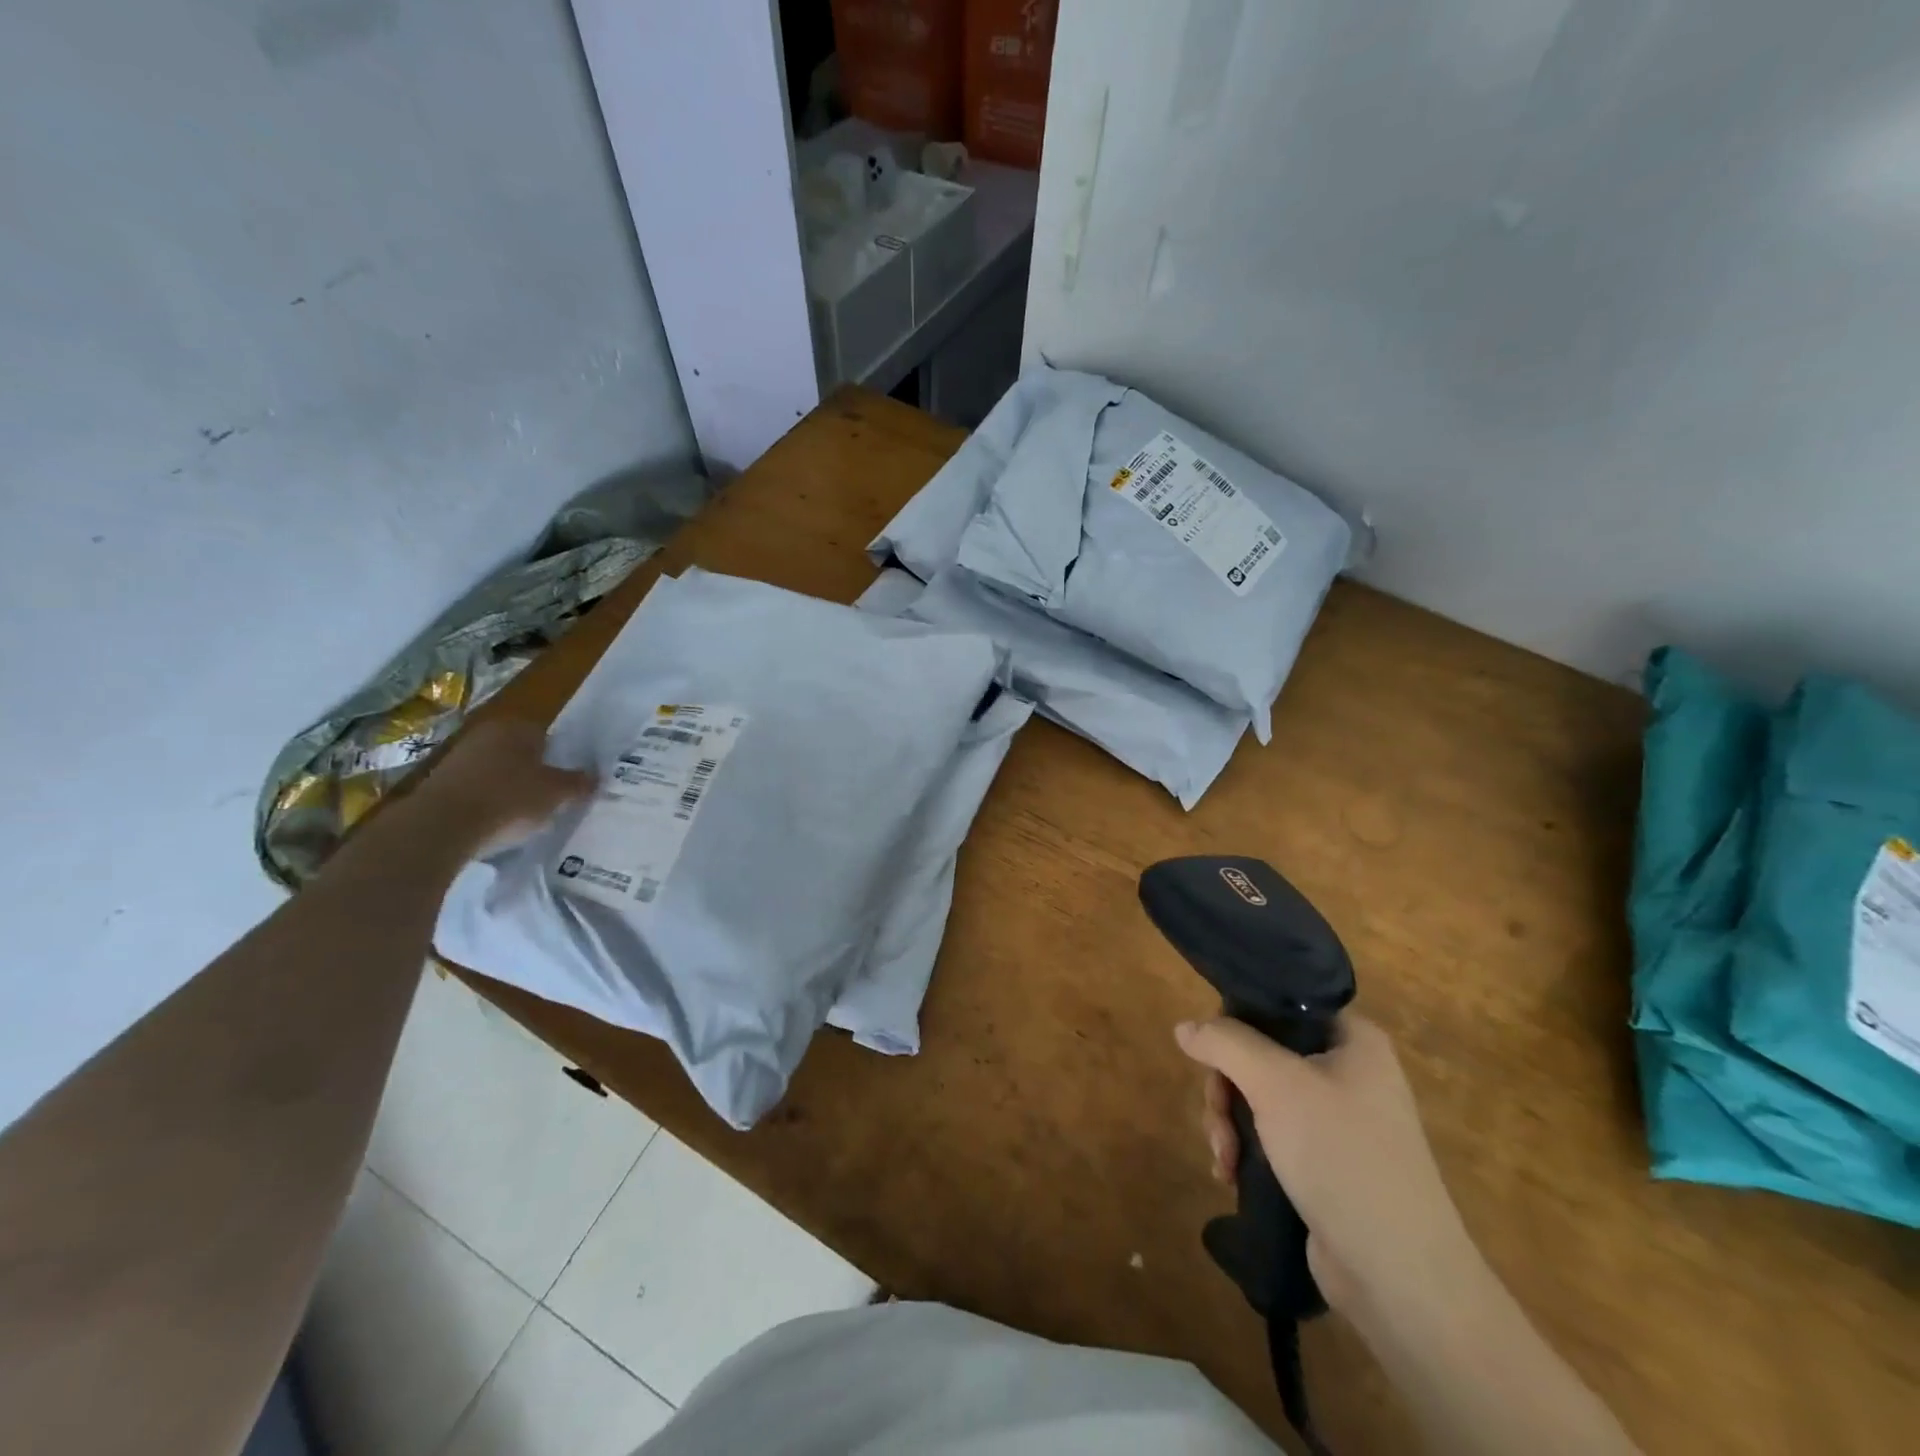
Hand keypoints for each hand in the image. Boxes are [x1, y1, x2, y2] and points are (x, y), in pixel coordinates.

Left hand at [409, 719, 594, 859]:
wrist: (442, 826)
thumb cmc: (509, 799)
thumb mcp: (557, 794)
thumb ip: (578, 784)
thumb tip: (595, 778)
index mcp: (517, 727)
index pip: (547, 736)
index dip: (560, 759)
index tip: (567, 782)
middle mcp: (486, 734)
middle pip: (520, 753)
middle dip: (534, 773)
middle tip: (550, 798)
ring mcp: (459, 757)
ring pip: (497, 771)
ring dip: (509, 788)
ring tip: (524, 815)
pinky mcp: (439, 783)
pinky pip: (476, 789)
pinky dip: (487, 802)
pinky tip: (496, 822)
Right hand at [1176, 1012, 1481, 1322]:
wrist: (1399, 1276)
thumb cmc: (1342, 1156)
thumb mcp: (1275, 1084)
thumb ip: (1225, 1044)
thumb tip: (1184, 1027)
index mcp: (1352, 1039)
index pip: (1278, 1006)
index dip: (1237, 1022)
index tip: (1212, 1054)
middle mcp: (1347, 1072)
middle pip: (1259, 1054)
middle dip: (1226, 1090)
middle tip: (1218, 1122)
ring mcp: (1337, 1120)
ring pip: (1257, 1097)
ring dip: (1228, 1124)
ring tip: (1225, 1160)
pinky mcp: (1324, 1162)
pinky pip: (1269, 1135)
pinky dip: (1244, 1150)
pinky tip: (1231, 1175)